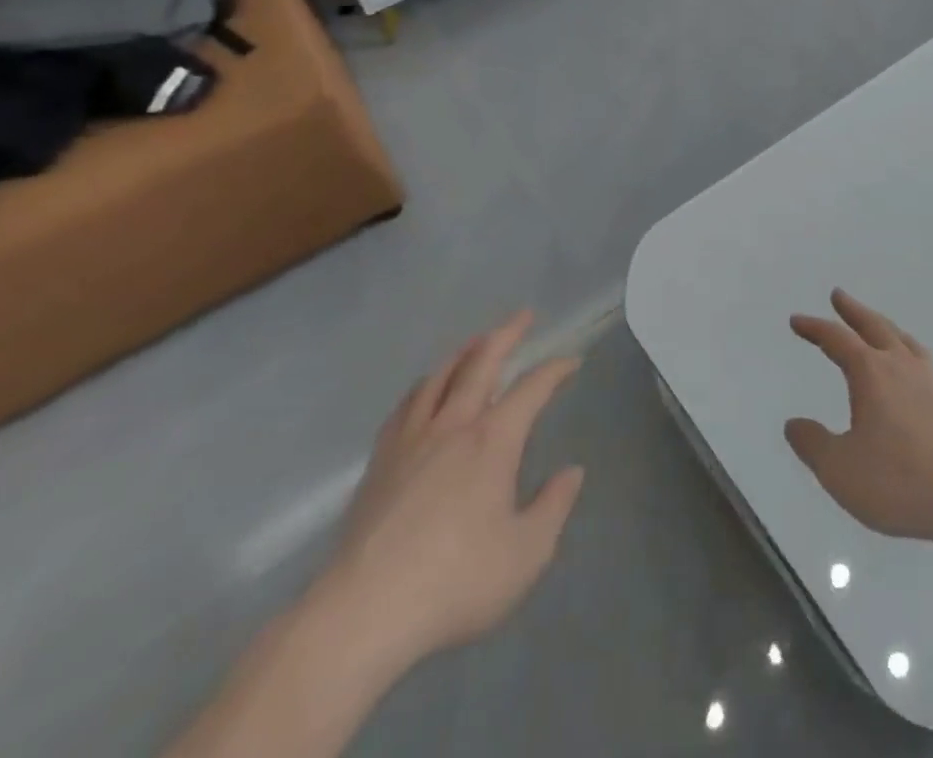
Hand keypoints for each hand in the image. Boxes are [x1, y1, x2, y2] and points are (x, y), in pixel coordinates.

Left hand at [313, 312, 585, 675]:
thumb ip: (553, 507)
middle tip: (523, 316)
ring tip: (475, 342)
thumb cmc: (454, 582)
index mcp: (493, 440)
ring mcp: (410, 442)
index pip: (532, 388)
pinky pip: (404, 407)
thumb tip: (572, 472)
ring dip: (462, 352)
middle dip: (506, 334)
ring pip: (438, 378)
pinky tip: (423, 392)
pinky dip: (423, 387)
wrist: (360, 615)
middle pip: (480, 363)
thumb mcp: (526, 553)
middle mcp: (453, 426)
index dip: (556, 369)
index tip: (572, 362)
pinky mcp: (378, 465)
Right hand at [784, 289, 932, 547]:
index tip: (797, 320)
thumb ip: (814, 445)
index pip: (837, 340)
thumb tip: (793, 423)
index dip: (815, 328)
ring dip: (883, 327)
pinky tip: (911, 370)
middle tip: (839, 295)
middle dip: (853, 310)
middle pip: (874, 326)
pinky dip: (907, 352)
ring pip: (903, 340)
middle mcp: (902, 366)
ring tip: (876, 325)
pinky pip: (922, 361)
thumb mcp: (841, 471)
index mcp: (872, 374)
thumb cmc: (902, 481)